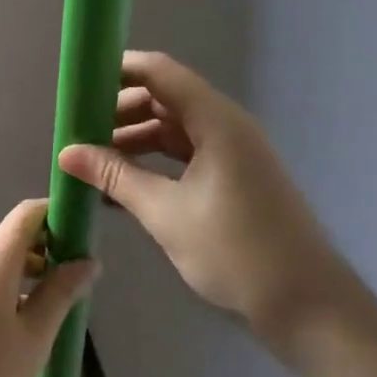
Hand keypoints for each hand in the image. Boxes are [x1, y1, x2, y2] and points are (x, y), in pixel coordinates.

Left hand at [0, 200, 98, 376]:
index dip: (57, 216)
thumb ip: (61, 293)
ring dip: (24, 275)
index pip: (28, 213)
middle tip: (73, 287)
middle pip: (12, 237)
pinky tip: (10, 333)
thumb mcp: (35, 338)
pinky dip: (1, 290)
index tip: (82, 240)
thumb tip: (87, 261)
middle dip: (46, 251)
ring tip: (47, 315)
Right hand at [59, 51, 357, 343]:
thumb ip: (116, 177)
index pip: (159, 72)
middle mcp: (225, 125)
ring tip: (93, 163)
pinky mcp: (235, 177)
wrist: (309, 306)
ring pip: (173, 129)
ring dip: (134, 140)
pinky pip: (186, 154)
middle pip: (164, 98)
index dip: (118, 70)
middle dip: (119, 110)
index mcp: (215, 120)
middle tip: (79, 132)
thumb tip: (67, 153)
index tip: (78, 83)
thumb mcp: (166, 213)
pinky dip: (155, 163)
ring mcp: (233, 152)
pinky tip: (123, 187)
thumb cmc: (236, 251)